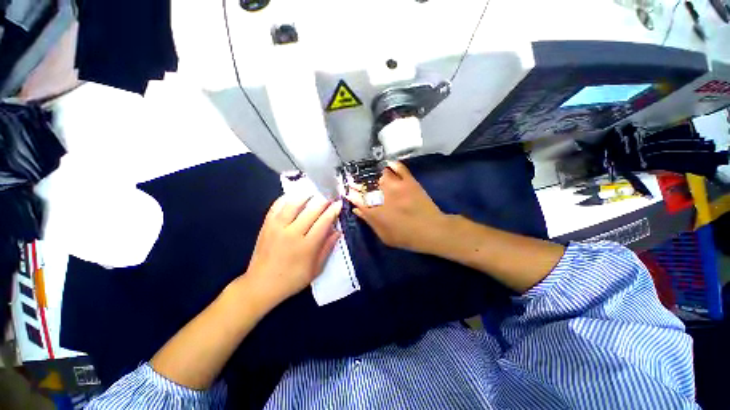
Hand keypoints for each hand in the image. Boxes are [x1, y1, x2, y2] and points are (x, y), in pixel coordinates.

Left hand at [244, 195, 341, 307]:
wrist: (261, 285)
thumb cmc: (292, 279)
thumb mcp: (316, 269)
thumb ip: (327, 248)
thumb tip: (337, 231)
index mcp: (307, 246)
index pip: (324, 222)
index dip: (333, 210)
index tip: (339, 203)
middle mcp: (292, 233)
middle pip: (311, 210)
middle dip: (323, 200)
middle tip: (330, 194)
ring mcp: (277, 227)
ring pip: (294, 204)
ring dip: (306, 195)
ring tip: (315, 190)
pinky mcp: (266, 225)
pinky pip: (276, 206)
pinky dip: (286, 198)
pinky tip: (294, 195)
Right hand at [345, 161, 448, 254]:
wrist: (431, 230)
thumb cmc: (406, 237)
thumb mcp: (384, 236)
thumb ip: (369, 221)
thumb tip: (357, 209)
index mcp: (375, 210)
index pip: (357, 198)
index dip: (350, 193)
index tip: (346, 190)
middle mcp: (382, 195)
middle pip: (365, 184)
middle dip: (356, 182)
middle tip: (353, 180)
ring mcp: (396, 185)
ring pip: (379, 174)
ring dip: (372, 173)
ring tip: (369, 172)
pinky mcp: (409, 181)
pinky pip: (399, 168)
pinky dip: (392, 164)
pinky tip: (388, 164)